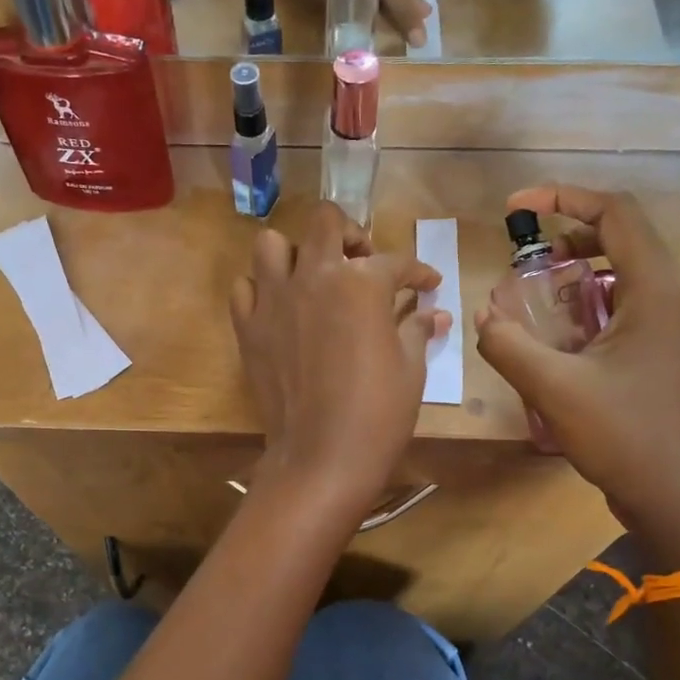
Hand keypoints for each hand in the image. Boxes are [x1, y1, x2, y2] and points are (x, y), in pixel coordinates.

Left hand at [230, 203, 449, 515]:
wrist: (321, 458)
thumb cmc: (378, 415)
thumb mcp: (411, 370)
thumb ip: (418, 330)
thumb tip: (435, 314)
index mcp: (362, 284)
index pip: (395, 262)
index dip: (419, 272)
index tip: (428, 285)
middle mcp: (314, 278)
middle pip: (326, 222)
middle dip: (351, 233)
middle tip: (363, 262)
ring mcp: (274, 300)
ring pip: (273, 244)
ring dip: (296, 252)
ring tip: (313, 277)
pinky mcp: (248, 328)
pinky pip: (244, 288)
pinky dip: (261, 289)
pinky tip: (280, 308)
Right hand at [475, 186, 679, 564]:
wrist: (676, 496)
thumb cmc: (623, 436)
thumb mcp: (554, 388)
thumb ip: (508, 346)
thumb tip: (482, 316)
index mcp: (654, 292)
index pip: (615, 213)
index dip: (564, 198)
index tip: (516, 208)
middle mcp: (668, 299)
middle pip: (621, 237)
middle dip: (568, 235)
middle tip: (526, 256)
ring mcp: (667, 328)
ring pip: (622, 273)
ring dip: (577, 271)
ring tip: (536, 293)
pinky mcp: (659, 354)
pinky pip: (622, 307)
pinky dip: (586, 304)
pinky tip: (557, 336)